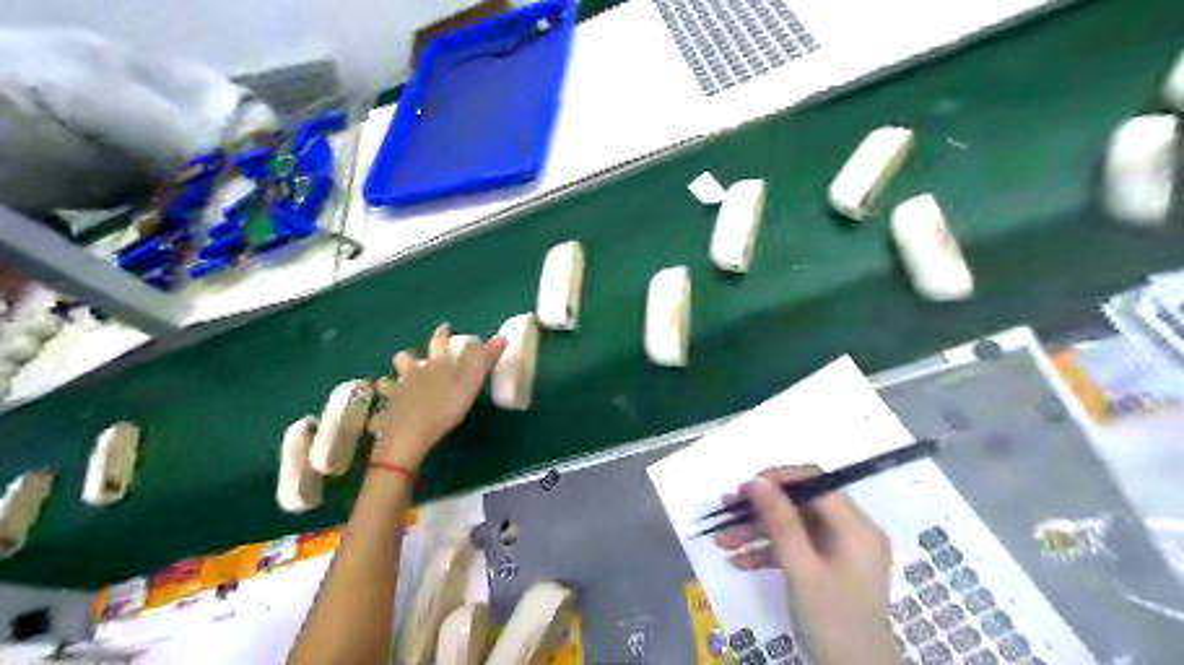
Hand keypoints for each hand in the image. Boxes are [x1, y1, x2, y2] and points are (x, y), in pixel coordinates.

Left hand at [367, 322, 502, 468]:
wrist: (411, 433)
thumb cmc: (446, 406)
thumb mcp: (471, 382)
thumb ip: (484, 360)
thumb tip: (501, 336)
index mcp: (437, 366)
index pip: (439, 344)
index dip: (442, 334)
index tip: (444, 327)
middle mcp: (414, 374)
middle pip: (406, 360)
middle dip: (407, 357)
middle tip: (409, 357)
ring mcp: (398, 393)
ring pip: (389, 382)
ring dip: (389, 382)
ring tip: (388, 383)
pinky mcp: (388, 414)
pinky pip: (381, 412)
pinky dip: (379, 413)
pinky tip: (378, 417)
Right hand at [710, 468, 897, 664]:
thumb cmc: (833, 620)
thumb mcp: (802, 570)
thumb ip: (780, 522)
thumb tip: (757, 480)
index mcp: (855, 526)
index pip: (815, 482)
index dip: (778, 479)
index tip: (744, 487)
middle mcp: (850, 532)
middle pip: (800, 505)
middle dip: (760, 509)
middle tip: (725, 510)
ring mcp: (839, 552)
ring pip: (794, 528)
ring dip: (757, 532)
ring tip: (722, 541)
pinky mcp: (828, 570)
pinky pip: (796, 549)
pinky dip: (769, 553)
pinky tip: (739, 562)